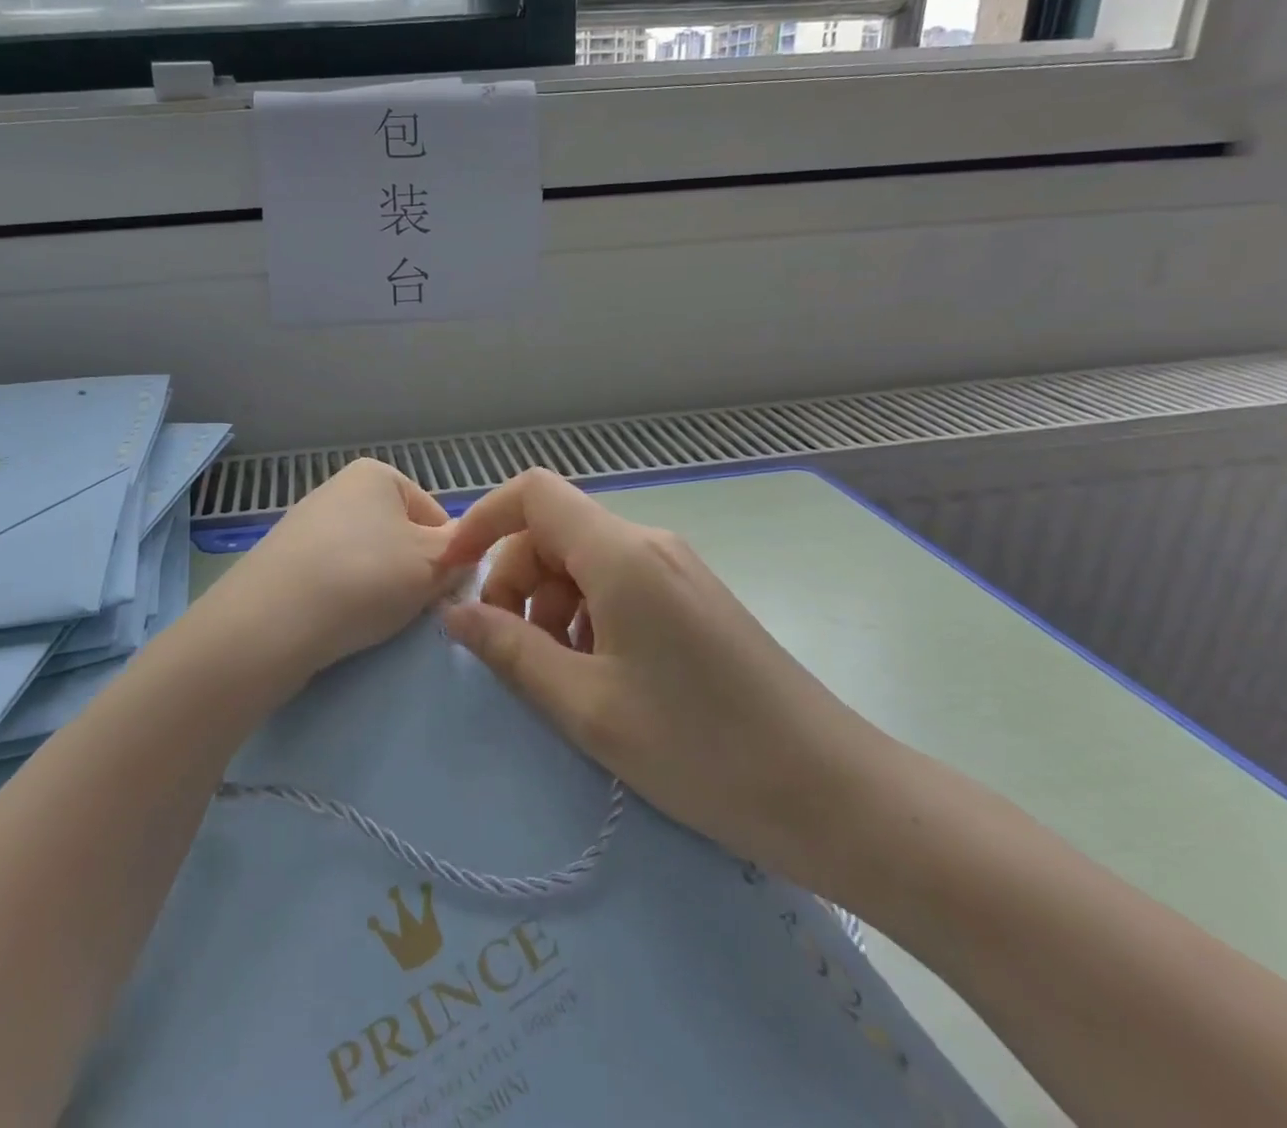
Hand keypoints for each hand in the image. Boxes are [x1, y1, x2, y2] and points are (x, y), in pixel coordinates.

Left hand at [195, 459, 458, 688]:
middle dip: (412, 571)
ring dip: (380, 587)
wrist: (272, 621)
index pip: (436, 516)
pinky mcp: (285, 561)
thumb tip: (466, 551)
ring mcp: (307, 524)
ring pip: (368, 559)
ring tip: (373, 617)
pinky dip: (346, 597)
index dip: (448, 555)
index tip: (442, 588)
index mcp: (376, 474)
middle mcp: (339, 488)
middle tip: (411, 606)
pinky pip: (335, 577)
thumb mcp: (432, 563)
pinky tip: (341, 620)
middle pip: (400, 536)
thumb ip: (461, 552)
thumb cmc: (365, 577)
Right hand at [439, 470, 890, 892]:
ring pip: (583, 561)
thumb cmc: (702, 749)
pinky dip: (587, 617)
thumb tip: (454, 613)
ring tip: (560, 676)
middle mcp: (648, 545)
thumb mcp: (587, 706)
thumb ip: (511, 650)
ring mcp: (675, 570)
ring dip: (551, 606)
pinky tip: (601, 676)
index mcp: (621, 555)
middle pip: (554, 532)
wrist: (834, 793)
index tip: (452, 576)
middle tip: (510, 651)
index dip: (482, 521)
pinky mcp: (691, 598)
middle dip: (515, 581)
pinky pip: (617, 585)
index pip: (533, 493)